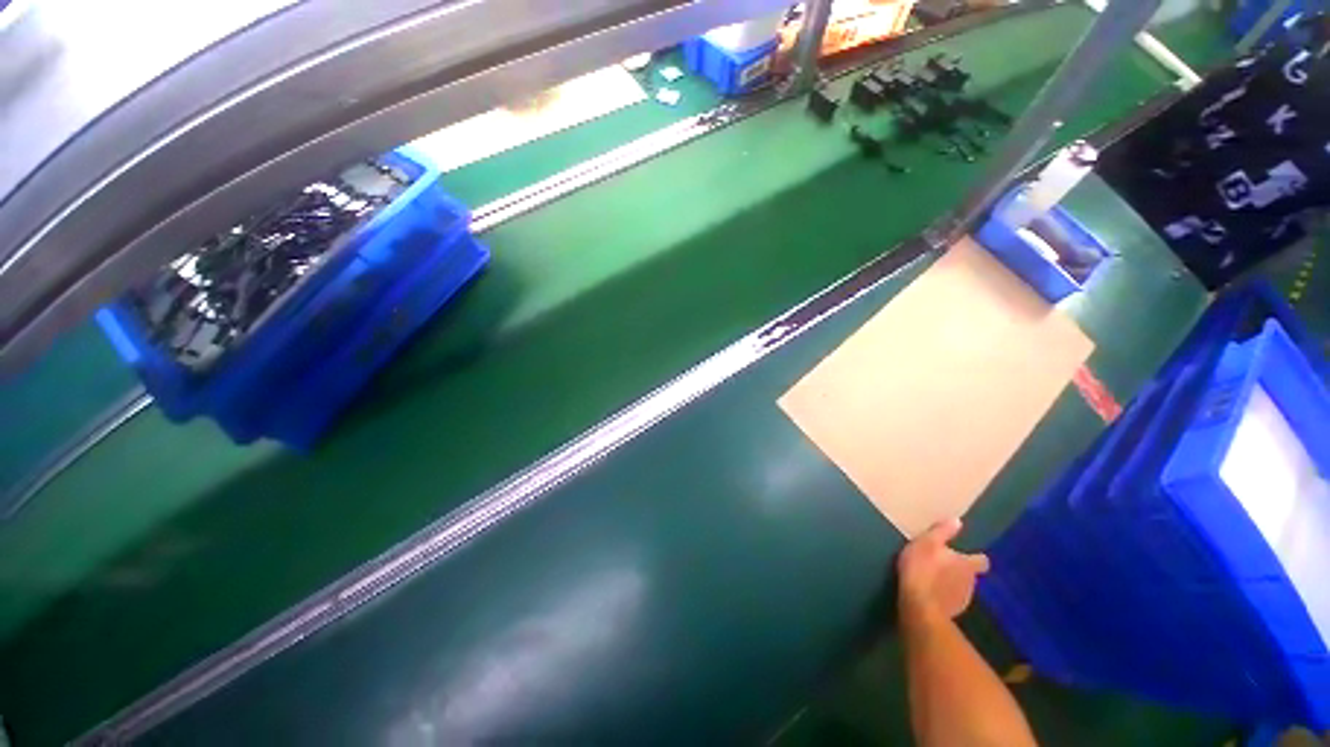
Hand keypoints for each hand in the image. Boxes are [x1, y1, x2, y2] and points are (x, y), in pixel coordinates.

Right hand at [898, 518, 990, 622]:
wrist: (920, 605)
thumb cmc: (923, 568)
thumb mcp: (927, 542)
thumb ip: (942, 532)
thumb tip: (957, 520)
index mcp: (967, 565)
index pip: (982, 561)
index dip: (976, 558)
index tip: (967, 555)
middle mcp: (971, 582)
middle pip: (971, 575)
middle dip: (960, 570)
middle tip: (944, 564)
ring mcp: (963, 600)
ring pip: (962, 588)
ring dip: (952, 583)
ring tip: (935, 579)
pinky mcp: (953, 612)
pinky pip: (951, 600)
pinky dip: (945, 596)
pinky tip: (931, 593)